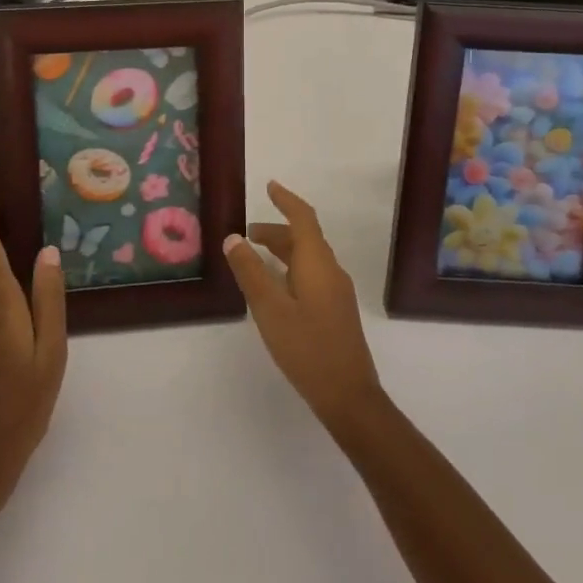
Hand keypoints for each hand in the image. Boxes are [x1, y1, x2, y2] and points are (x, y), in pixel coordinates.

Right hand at [224, 181, 384, 432]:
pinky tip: (275, 288)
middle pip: (304, 238)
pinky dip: (290, 268)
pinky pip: (312, 275)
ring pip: (308, 258)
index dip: (286, 200)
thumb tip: (233, 238)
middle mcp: (331, 270)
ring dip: (282, 251)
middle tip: (246, 234)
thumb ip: (250, 272)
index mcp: (317, 263)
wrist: (349, 396)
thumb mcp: (270, 309)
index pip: (303, 218)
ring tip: (254, 257)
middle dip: (276, 230)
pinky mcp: (336, 311)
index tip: (269, 186)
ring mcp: (337, 292)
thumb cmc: (307, 348)